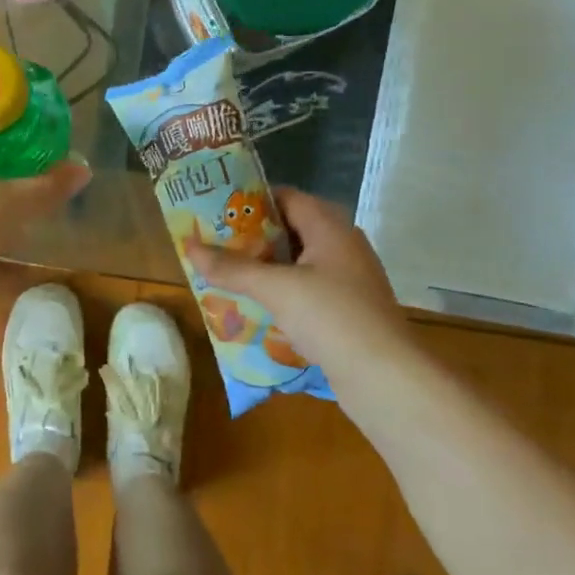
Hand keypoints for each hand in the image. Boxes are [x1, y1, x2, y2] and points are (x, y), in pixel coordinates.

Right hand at [186, 188, 410, 381]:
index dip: (252, 199)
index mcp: (331, 228)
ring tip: (225, 274)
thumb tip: (189, 247)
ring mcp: (348, 280)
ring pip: (297, 263)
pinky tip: (254, 308)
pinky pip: (306, 291)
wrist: (385, 377)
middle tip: (214, 243)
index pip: (287, 197)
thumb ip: (232, 268)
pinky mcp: (347, 310)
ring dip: (264, 268)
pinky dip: (280, 293)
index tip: (217, 208)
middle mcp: (342, 247)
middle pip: (291, 230)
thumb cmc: (331, 316)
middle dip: (252, 237)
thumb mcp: (275, 288)